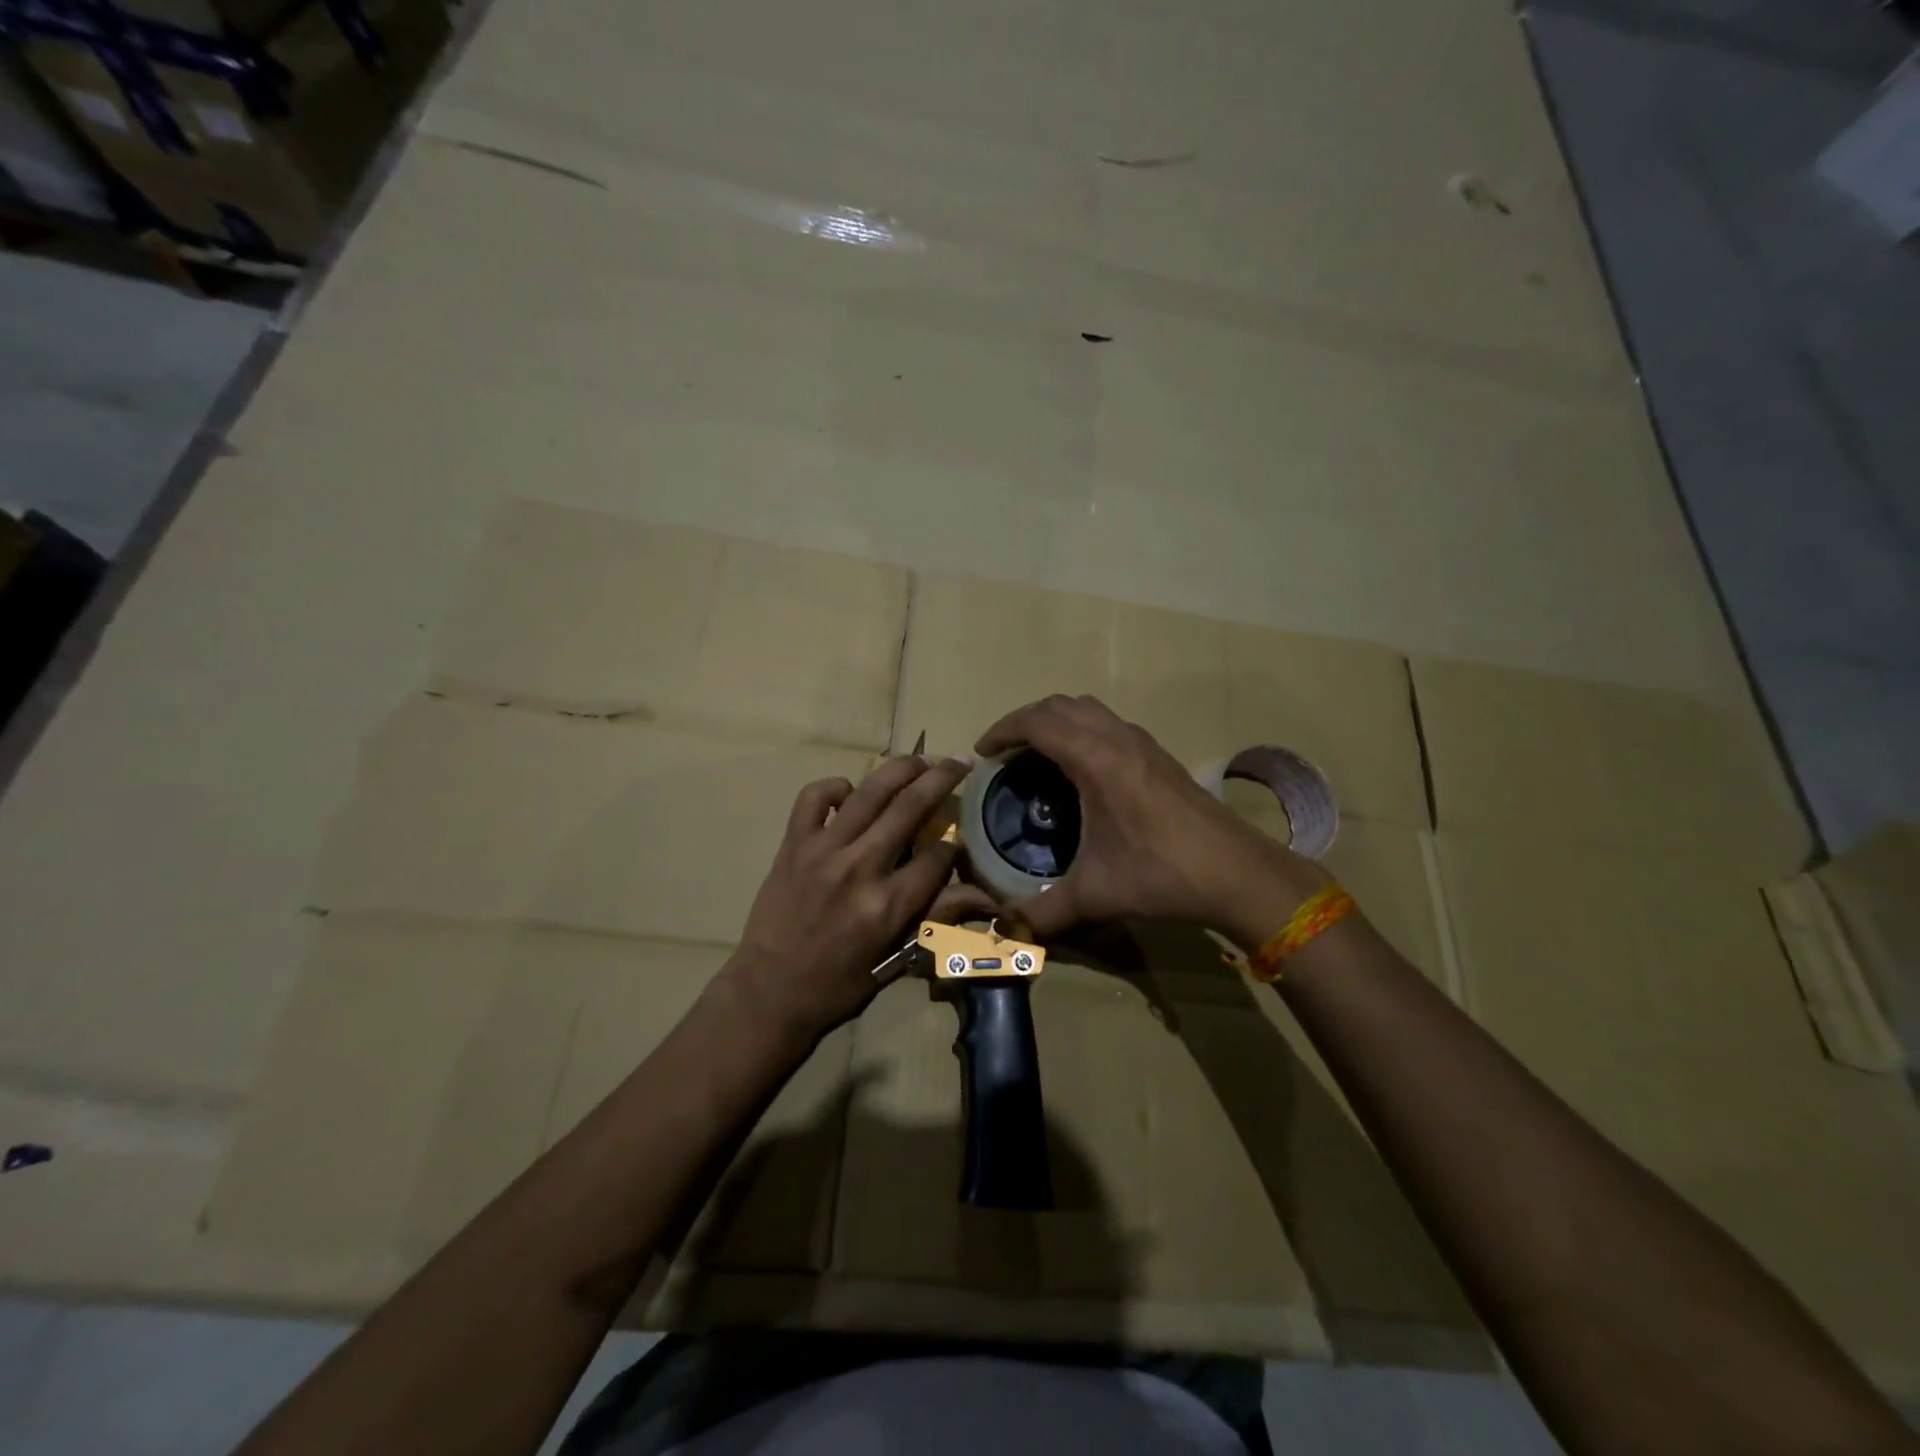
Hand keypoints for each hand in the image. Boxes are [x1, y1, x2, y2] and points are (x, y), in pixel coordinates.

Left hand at [725, 754, 993, 1041]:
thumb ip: (937, 919)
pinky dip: (835, 787)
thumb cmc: (838, 983)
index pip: (938, 856)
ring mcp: (823, 851)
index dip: (956, 844)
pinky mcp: (793, 844)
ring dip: (901, 768)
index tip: (959, 840)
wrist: (768, 990)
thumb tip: (984, 896)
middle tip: (959, 761)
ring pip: (869, 792)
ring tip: (921, 759)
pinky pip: (813, 797)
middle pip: (911, 808)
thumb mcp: (896, 959)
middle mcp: (860, 868)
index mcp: (889, 905)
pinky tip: (850, 793)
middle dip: (942, 779)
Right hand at [975, 695, 1327, 942]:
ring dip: (1056, 720)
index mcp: (1096, 760)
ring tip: (1037, 753)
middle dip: (1025, 719)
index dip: (1003, 729)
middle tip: (1003, 751)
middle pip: (1060, 705)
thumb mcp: (1096, 894)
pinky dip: (1082, 729)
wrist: (1238, 873)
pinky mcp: (1159, 755)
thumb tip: (1005, 930)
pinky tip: (1082, 768)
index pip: (1038, 722)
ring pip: (1088, 709)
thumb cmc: (1162, 874)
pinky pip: (1109, 723)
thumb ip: (1044, 912)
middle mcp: (1118, 739)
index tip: (982, 752)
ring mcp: (1143, 743)